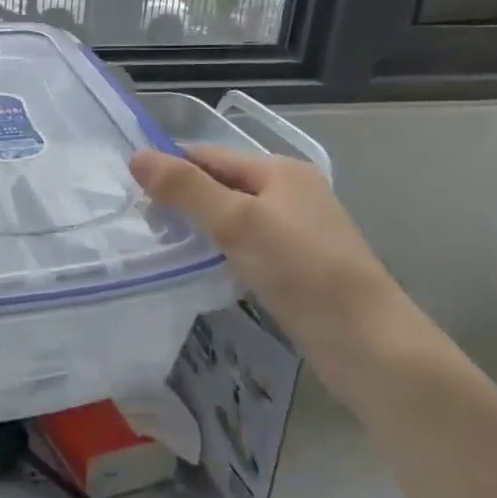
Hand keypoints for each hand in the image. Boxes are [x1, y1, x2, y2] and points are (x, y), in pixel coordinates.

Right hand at [131, 145, 409, 398]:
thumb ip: (186, 188)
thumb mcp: (237, 222)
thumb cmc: (300, 270)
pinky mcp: (298, 266)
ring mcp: (298, 231)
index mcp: (281, 170)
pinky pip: (247, 247)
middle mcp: (291, 193)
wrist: (366, 341)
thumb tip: (137, 156)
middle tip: (144, 226)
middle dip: (183, 200)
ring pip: (234, 218)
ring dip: (200, 228)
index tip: (131, 194)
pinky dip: (221, 252)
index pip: (210, 156)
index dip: (171, 168)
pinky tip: (202, 270)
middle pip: (222, 185)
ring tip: (164, 248)